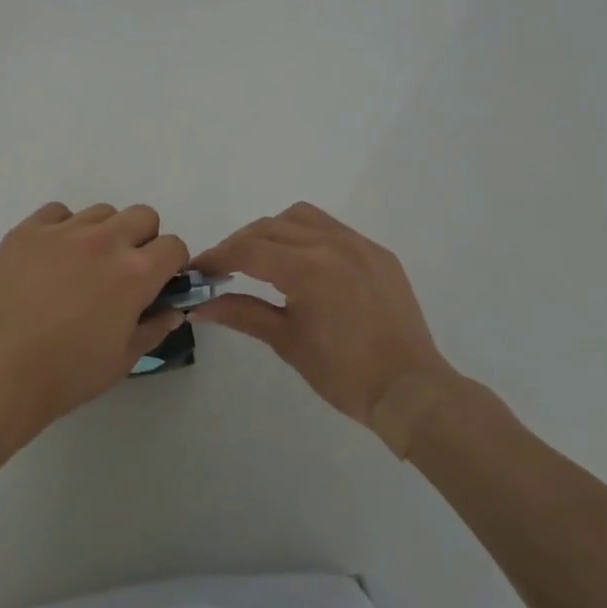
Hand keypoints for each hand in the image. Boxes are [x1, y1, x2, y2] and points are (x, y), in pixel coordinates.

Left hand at [0, 202, 189, 430]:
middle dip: (142, 241)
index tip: (157, 283)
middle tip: (122, 272)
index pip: (173, 245)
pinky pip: (58, 213)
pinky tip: (50, 259)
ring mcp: (63, 231)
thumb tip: (172, 309)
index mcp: (135, 273)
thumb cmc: (66, 374)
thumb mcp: (122, 360)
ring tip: (82, 266)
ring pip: (102, 212)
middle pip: (143, 216)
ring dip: (104, 233)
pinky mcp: (28, 230)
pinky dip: (63, 229)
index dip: (170, 265)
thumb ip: (153, 328)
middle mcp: (105, 241)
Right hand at [193, 203, 450, 429]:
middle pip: (269, 227)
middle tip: (221, 269)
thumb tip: (200, 307)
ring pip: (301, 217)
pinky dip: (307, 235)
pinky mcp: (377, 253)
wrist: (410, 390)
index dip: (216, 257)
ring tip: (262, 257)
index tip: (196, 270)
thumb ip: (242, 314)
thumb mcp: (287, 342)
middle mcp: (331, 243)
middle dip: (239, 244)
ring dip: (273, 230)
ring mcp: (358, 244)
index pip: (247, 250)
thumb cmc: (343, 373)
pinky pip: (333, 228)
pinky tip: (303, 261)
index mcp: (306, 268)